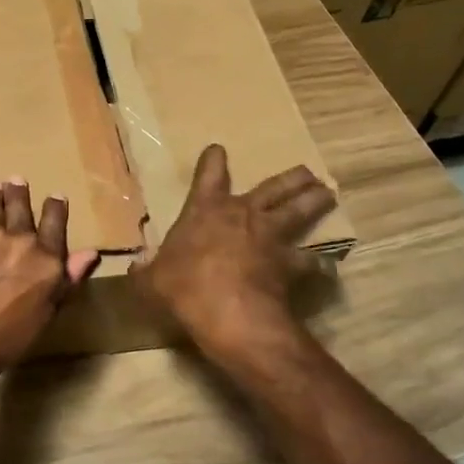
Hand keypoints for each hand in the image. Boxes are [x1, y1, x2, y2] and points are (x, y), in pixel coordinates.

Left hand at [0, 178, 100, 394]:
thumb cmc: (8, 339)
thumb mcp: (47, 314)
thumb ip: (68, 279)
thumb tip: (91, 253)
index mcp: (47, 260)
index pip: (55, 223)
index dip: (56, 207)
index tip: (56, 196)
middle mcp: (21, 240)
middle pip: (21, 207)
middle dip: (19, 192)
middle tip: (16, 180)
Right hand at [135, 144, 338, 363]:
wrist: (229, 314)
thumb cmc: (184, 288)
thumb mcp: (151, 280)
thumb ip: (146, 270)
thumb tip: (136, 265)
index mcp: (205, 210)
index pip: (209, 175)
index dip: (213, 161)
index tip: (218, 149)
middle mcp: (243, 214)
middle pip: (273, 188)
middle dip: (289, 178)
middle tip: (307, 172)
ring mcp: (271, 237)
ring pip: (299, 212)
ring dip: (314, 202)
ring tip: (327, 194)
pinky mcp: (291, 265)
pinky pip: (311, 262)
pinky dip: (320, 265)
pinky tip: (327, 268)